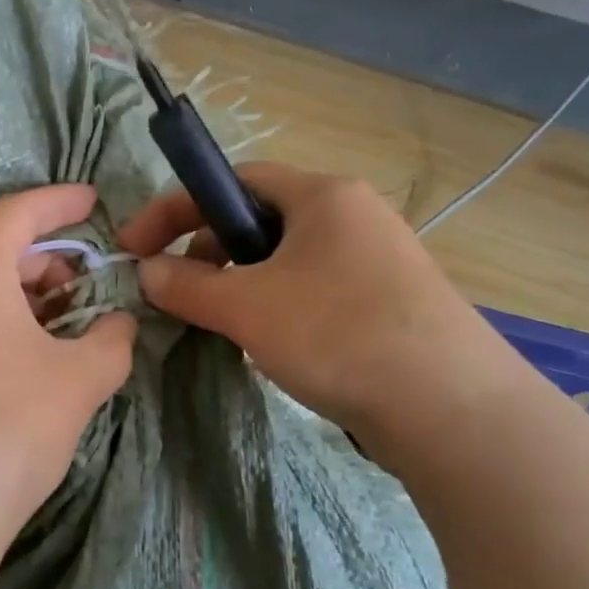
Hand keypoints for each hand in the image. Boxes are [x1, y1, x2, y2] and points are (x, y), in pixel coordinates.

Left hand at [0, 185, 137, 544]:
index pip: (18, 212)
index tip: (93, 201)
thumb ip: (111, 340)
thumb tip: (119, 325)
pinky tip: (11, 353)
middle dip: (42, 258)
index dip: (61, 203)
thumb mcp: (79, 381)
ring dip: (12, 291)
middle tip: (83, 283)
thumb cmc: (6, 429)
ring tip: (54, 321)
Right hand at [118, 162, 509, 443]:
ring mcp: (377, 259)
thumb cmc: (339, 334)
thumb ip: (188, 285)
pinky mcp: (389, 301)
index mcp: (322, 195)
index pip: (233, 180)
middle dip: (210, 251)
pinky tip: (275, 345)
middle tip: (185, 293)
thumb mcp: (247, 307)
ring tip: (228, 325)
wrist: (452, 409)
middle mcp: (353, 214)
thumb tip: (146, 271)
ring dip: (243, 284)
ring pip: (286, 259)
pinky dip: (279, 306)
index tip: (136, 245)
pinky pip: (314, 288)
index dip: (176, 209)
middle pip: (259, 219)